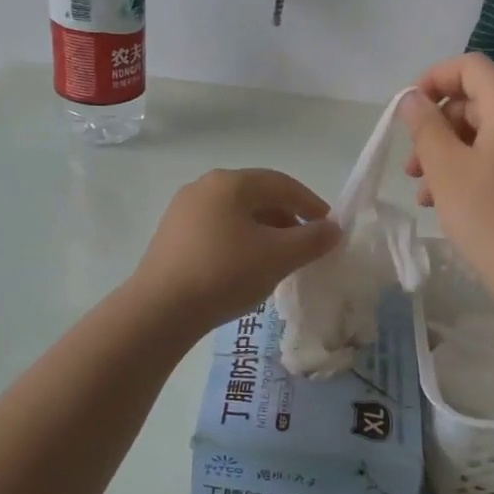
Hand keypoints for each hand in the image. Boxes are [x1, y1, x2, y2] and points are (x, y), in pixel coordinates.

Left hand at [131, 169, 341, 332]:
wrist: (160, 310)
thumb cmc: (225, 273)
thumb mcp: (278, 257)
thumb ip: (312, 240)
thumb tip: (333, 229)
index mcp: (230, 182)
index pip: (282, 184)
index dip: (311, 204)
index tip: (329, 228)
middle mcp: (204, 187)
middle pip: (258, 197)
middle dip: (288, 220)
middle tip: (307, 246)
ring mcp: (183, 211)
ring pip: (237, 215)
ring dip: (265, 233)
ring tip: (280, 261)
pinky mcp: (172, 237)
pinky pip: (218, 231)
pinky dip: (241, 243)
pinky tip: (247, 269)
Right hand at [400, 55, 493, 302]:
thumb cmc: (489, 216)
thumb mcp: (445, 168)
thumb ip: (424, 126)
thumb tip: (412, 99)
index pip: (471, 67)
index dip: (434, 78)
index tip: (408, 110)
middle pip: (475, 102)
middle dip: (436, 126)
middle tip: (411, 164)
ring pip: (481, 136)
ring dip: (446, 155)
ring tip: (422, 192)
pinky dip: (466, 172)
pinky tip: (443, 204)